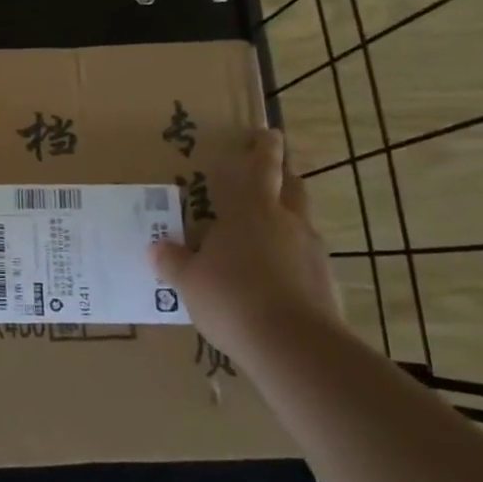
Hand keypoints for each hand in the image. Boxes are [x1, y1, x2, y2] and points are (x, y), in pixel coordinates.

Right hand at [149, 128, 338, 356]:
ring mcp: (311, 252)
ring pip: (304, 221)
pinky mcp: (326, 283)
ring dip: (291, 217)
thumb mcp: (190, 281)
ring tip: (272, 229)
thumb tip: (155, 248)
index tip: (269, 134)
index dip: (264, 149)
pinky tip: (280, 275)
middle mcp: (286, 222)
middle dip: (285, 175)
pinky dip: (296, 257)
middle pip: (293, 187)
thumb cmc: (232, 298)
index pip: (262, 167)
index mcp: (251, 210)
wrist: (294, 347)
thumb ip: (173, 261)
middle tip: (276, 170)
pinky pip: (308, 259)